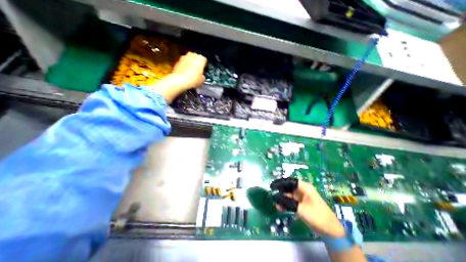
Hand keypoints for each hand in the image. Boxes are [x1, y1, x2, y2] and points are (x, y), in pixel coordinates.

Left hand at [171, 51, 206, 89]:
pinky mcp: (177, 60)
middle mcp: (192, 55)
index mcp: (200, 58)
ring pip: (189, 60)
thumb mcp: (202, 80)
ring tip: (191, 73)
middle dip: (197, 64)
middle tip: (198, 72)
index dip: (204, 66)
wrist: (179, 80)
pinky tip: (186, 74)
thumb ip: (203, 75)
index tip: (204, 71)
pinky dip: (185, 67)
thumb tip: (201, 76)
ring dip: (190, 65)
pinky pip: (184, 63)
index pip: (205, 60)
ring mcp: (184, 56)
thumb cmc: (193, 79)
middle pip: (196, 58)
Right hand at [272, 178, 342, 236]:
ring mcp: (301, 197)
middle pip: (288, 187)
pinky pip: (291, 201)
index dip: (280, 182)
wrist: (330, 231)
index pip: (290, 181)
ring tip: (274, 202)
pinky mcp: (301, 204)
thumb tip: (275, 197)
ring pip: (288, 194)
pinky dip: (285, 203)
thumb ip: (287, 202)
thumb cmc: (317, 216)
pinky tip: (279, 207)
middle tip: (271, 193)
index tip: (272, 186)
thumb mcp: (301, 209)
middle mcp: (302, 190)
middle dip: (280, 190)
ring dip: (282, 198)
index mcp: (305, 187)